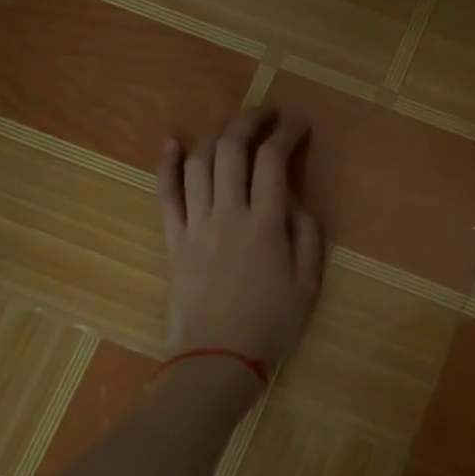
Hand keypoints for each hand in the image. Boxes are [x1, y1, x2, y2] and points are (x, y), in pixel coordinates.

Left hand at [159, 108, 323, 367]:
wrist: (217, 361)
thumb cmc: (271, 326)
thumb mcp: (309, 284)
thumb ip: (308, 236)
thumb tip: (296, 202)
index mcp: (265, 225)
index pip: (273, 161)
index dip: (287, 133)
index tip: (299, 124)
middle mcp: (228, 215)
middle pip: (231, 150)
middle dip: (250, 121)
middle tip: (267, 113)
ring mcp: (195, 226)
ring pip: (198, 164)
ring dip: (216, 135)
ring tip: (233, 127)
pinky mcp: (173, 240)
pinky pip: (165, 194)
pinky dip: (167, 164)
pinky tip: (172, 140)